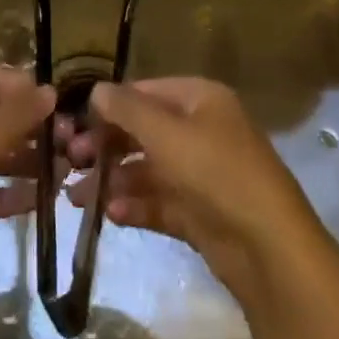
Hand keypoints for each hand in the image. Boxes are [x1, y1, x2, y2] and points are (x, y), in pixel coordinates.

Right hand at [62, 78, 337, 309]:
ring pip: (149, 170)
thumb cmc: (216, 172)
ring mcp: (202, 173)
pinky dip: (136, 205)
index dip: (110, 106)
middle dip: (108, 146)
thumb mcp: (167, 134)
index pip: (147, 92)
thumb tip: (96, 90)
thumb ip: (128, 110)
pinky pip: (160, 202)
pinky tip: (111, 214)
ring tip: (78, 198)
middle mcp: (202, 130)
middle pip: (145, 131)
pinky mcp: (200, 213)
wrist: (268, 248)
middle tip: (70, 163)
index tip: (73, 124)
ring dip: (114, 180)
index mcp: (201, 100)